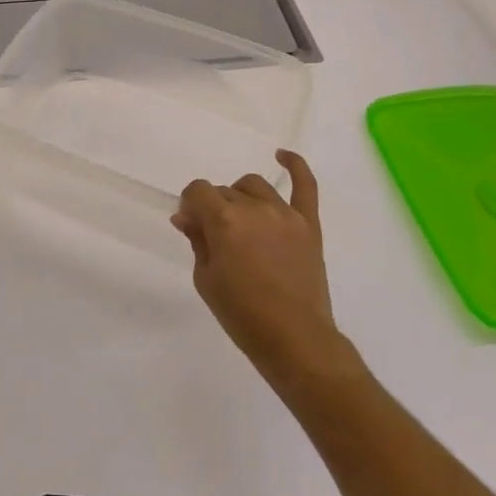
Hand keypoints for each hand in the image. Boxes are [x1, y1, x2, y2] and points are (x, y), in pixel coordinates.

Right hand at [172, 151, 342, 382]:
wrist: (294, 340)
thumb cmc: (242, 315)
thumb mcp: (206, 279)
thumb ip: (197, 240)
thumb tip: (186, 217)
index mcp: (224, 220)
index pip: (198, 191)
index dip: (190, 206)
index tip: (191, 226)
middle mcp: (254, 208)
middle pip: (225, 191)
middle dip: (214, 209)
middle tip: (216, 239)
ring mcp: (285, 213)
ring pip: (254, 186)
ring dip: (241, 198)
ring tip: (241, 222)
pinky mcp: (309, 224)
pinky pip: (306, 186)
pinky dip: (295, 165)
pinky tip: (282, 155)